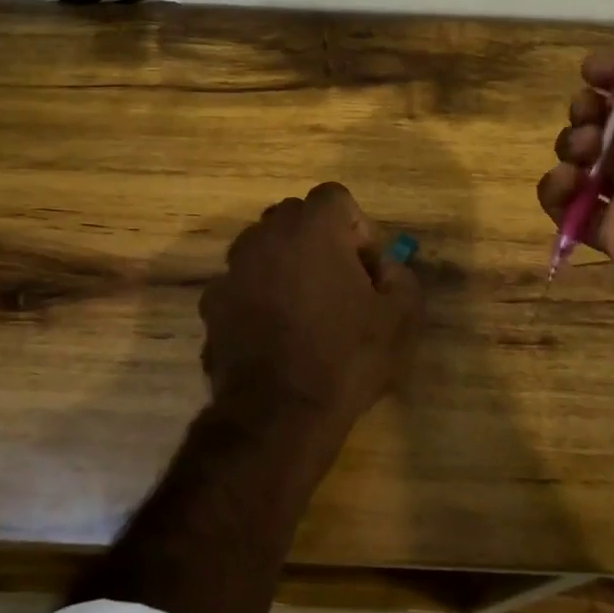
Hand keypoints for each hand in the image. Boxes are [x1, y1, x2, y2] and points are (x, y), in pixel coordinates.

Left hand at [200, 182, 422, 447]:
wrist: (278, 415)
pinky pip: (242, 285)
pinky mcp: (212, 303)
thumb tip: (385, 268)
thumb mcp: (401, 319)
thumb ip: (401, 277)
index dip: (357, 228)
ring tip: (304, 310)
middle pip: (295, 217)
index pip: (335, 197)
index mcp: (312, 228)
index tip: (366, 268)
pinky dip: (258, 297)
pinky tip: (274, 335)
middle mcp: (265, 235)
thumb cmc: (345, 358)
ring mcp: (232, 268)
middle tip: (339, 284)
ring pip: (263, 248)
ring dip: (285, 265)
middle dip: (319, 241)